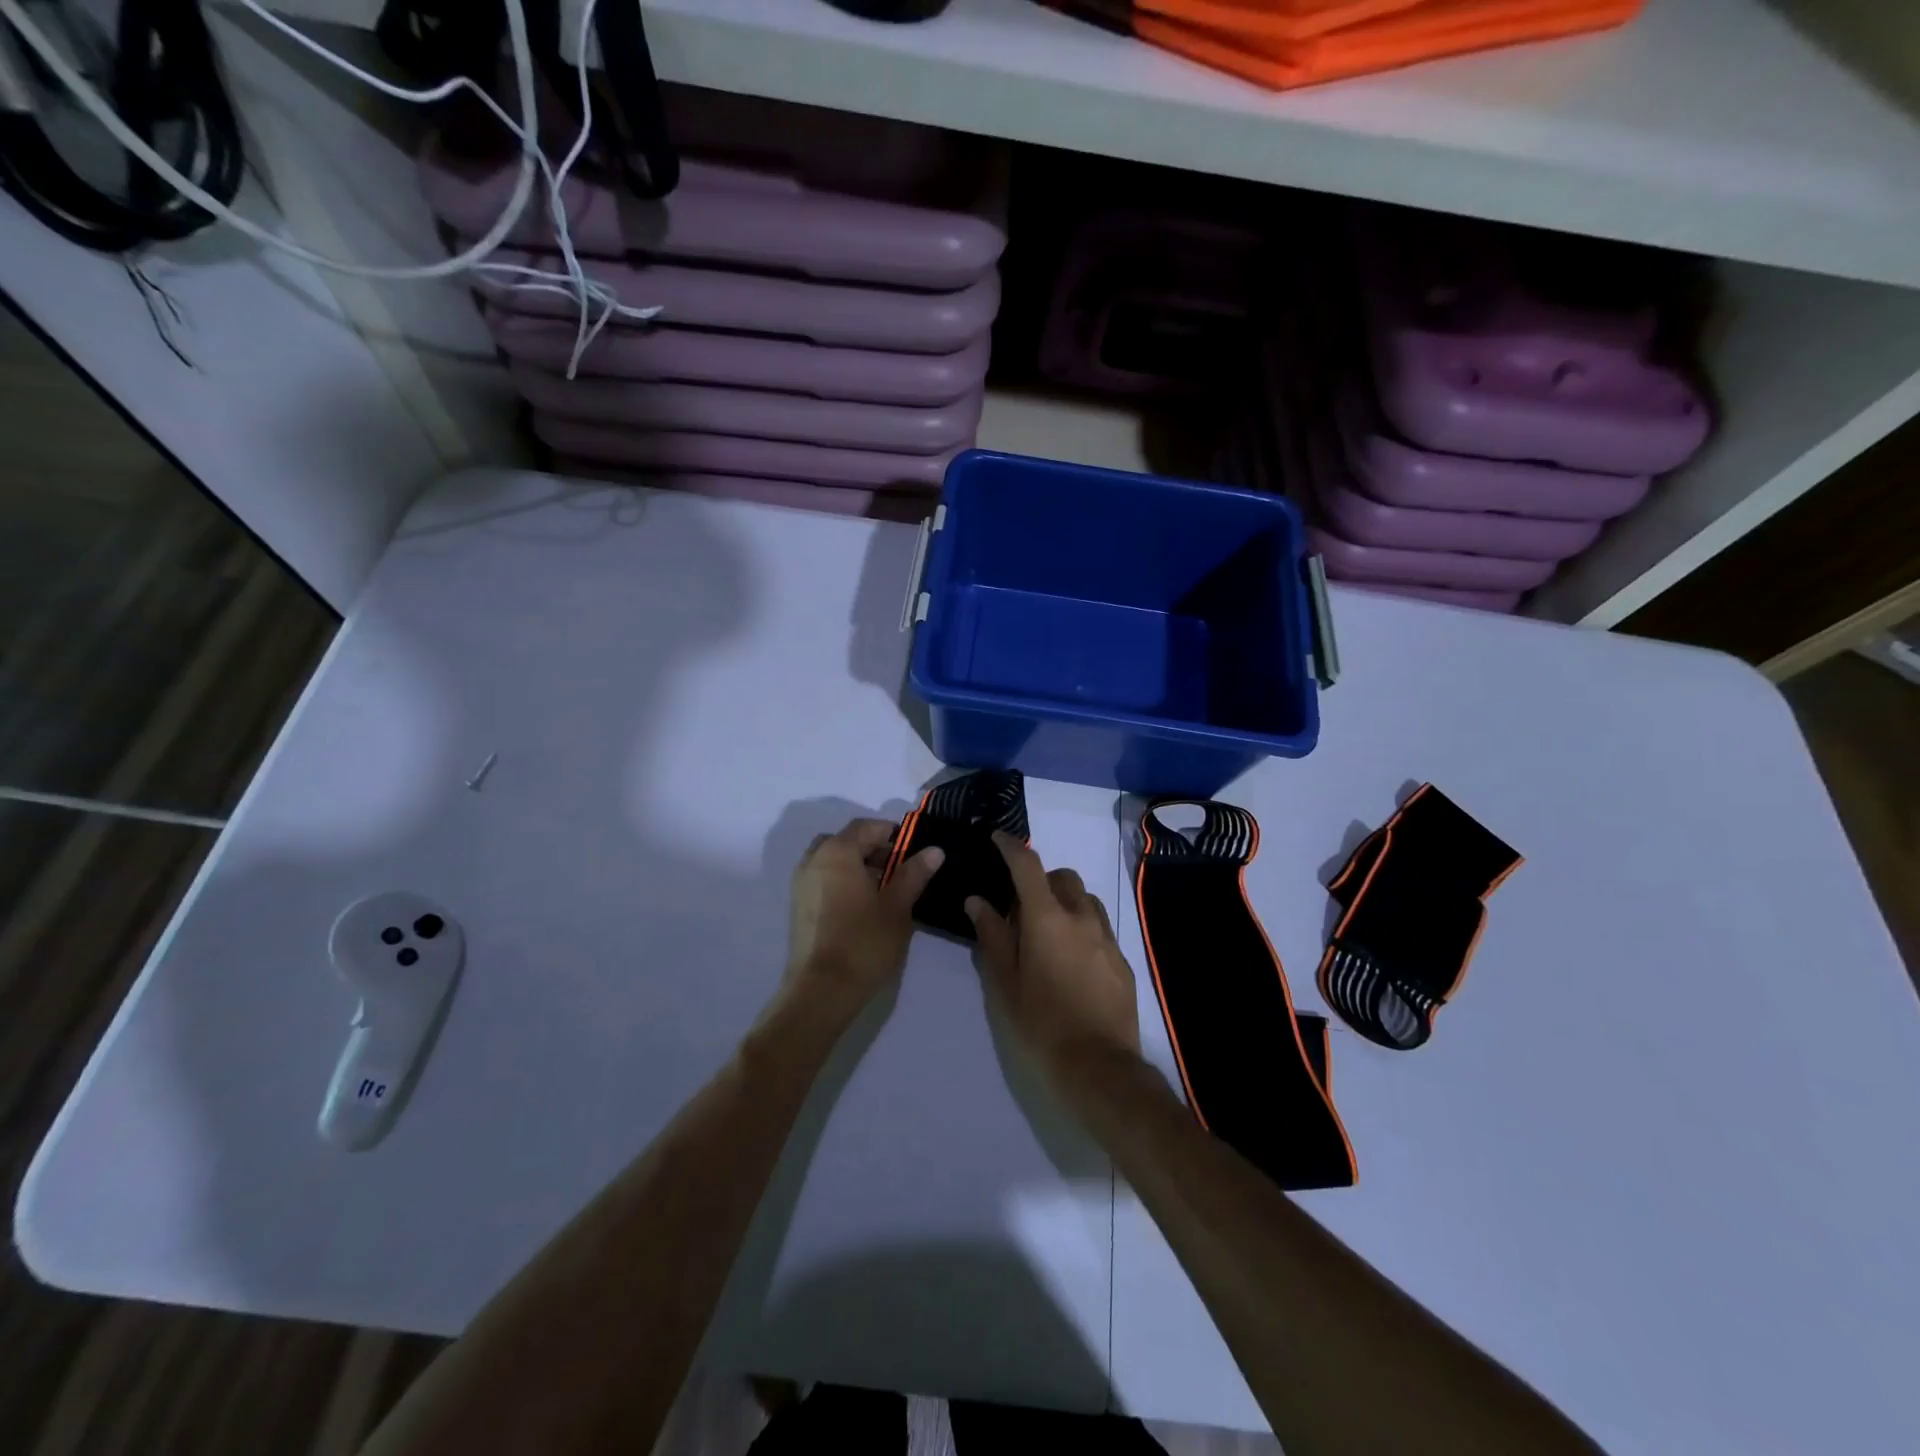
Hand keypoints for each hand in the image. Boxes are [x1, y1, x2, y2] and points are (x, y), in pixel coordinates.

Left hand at [786, 818, 943, 1012]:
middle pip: (846, 840)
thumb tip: (934, 850)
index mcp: (837, 852)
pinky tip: (863, 908)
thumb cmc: (864, 943)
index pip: (866, 827)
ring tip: (884, 892)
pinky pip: (823, 879)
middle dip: (872, 849)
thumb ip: (914, 873)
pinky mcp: (798, 907)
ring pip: (832, 860)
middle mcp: (814, 860)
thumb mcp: (897, 907)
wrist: (821, 991)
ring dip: (857, 866)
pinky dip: (842, 882)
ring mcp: (801, 884)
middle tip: (899, 870)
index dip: (892, 834)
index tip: (913, 852)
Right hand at [966, 833, 1140, 1081]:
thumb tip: (977, 901)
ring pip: (1085, 900)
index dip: (1011, 846)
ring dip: (1065, 902)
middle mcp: (1080, 917)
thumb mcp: (1004, 982)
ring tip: (1047, 933)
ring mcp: (1106, 937)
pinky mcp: (1122, 959)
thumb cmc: (1041, 1023)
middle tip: (1020, 908)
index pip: (1027, 866)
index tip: (998, 839)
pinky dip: (1082, 927)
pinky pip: (1099, 927)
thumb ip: (991, 936)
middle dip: (1041, 880)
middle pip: (1063, 877)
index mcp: (1047, 919)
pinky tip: (1071, 961)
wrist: (1099, 1065)